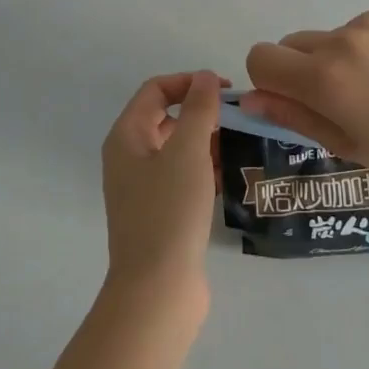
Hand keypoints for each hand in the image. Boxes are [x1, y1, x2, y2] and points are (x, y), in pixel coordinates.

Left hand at [101, 72, 221, 307]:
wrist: (157, 291)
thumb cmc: (169, 211)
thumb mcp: (187, 151)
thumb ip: (199, 108)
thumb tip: (205, 78)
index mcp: (127, 137)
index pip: (156, 90)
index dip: (189, 82)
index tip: (225, 90)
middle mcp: (130, 158)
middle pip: (166, 118)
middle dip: (201, 112)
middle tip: (237, 117)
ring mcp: (143, 188)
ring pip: (178, 149)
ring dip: (207, 140)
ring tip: (241, 143)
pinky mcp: (160, 213)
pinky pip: (183, 177)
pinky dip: (205, 169)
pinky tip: (232, 175)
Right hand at [242, 3, 368, 183]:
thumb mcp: (345, 144)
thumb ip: (292, 116)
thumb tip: (250, 98)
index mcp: (323, 78)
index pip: (261, 57)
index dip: (269, 79)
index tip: (293, 98)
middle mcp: (340, 40)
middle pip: (293, 43)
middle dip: (304, 69)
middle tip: (342, 99)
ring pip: (332, 36)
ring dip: (341, 57)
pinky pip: (364, 25)